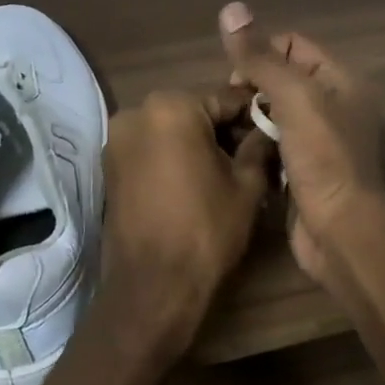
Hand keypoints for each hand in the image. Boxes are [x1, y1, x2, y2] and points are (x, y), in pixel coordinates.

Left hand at [101, 88, 274, 360]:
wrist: (153, 285)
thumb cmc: (206, 229)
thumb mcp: (247, 185)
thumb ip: (259, 147)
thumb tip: (268, 129)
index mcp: (172, 107)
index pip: (227, 99)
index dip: (254, 117)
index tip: (275, 133)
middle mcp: (136, 112)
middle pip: (195, 112)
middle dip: (223, 131)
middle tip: (253, 158)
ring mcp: (117, 140)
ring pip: (171, 131)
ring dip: (198, 145)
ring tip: (226, 175)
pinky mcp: (109, 167)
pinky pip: (151, 150)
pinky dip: (173, 159)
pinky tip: (195, 184)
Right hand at [218, 2, 384, 287]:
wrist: (339, 230)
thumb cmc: (323, 157)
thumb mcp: (294, 98)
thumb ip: (262, 58)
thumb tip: (231, 9)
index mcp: (341, 81)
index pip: (294, 45)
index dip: (262, 54)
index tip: (237, 80)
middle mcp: (335, 106)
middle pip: (282, 79)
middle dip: (252, 87)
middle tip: (230, 108)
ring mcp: (321, 141)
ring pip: (275, 115)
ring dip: (252, 118)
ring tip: (229, 130)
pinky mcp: (305, 170)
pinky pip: (275, 145)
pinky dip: (258, 145)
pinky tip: (238, 153)